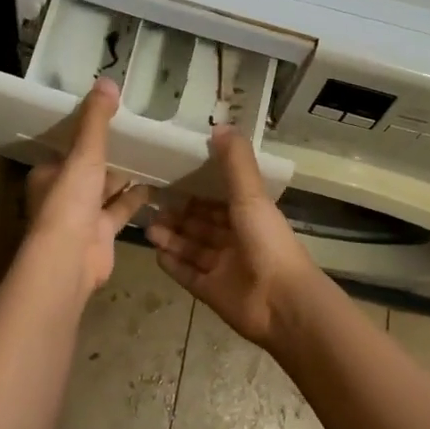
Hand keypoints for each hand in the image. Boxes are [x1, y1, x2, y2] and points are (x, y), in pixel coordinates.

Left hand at [25, 78, 153, 297]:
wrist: (70, 260)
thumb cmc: (70, 201)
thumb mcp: (84, 153)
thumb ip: (96, 120)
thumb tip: (107, 80)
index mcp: (49, 174)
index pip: (69, 149)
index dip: (87, 136)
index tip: (110, 119)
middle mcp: (63, 195)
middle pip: (89, 170)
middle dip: (110, 157)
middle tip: (138, 135)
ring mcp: (82, 217)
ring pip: (106, 190)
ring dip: (125, 177)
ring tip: (152, 155)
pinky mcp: (101, 235)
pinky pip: (121, 211)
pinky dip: (136, 200)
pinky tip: (157, 186)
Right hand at [146, 126, 320, 347]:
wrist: (281, 303)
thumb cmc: (267, 242)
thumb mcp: (251, 194)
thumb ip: (235, 161)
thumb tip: (220, 124)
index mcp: (249, 214)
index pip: (218, 196)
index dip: (196, 186)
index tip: (169, 173)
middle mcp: (236, 238)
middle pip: (201, 222)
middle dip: (178, 212)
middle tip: (149, 201)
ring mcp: (223, 267)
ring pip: (191, 246)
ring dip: (171, 235)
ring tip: (148, 226)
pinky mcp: (211, 291)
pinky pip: (187, 273)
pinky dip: (172, 262)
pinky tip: (154, 251)